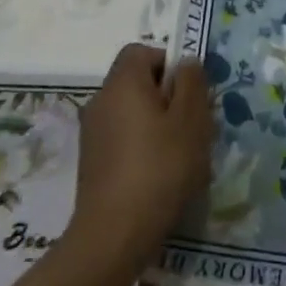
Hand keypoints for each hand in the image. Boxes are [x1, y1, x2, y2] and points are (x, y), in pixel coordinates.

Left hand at [67, 44, 213, 270]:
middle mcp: (101, 101)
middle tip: (193, 124)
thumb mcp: (191, 120)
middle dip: (168, 96)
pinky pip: (123, 138)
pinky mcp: (92, 162)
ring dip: (157, 124)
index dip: (168, 62)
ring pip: (132, 112)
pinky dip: (142, 147)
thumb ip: (192, 83)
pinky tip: (161, 175)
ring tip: (181, 154)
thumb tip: (185, 62)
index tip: (189, 90)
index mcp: (122, 83)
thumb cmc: (160, 167)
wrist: (114, 234)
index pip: (141, 51)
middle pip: (137, 82)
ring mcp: (92, 133)